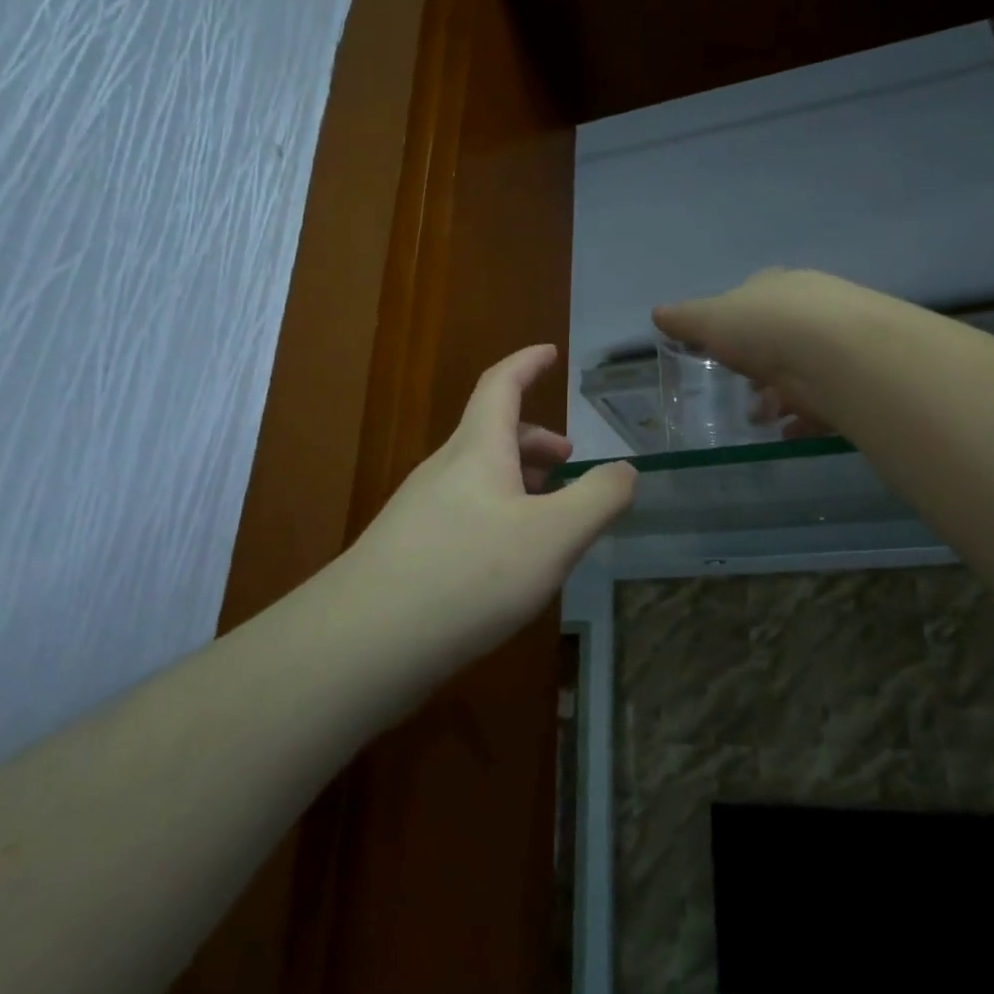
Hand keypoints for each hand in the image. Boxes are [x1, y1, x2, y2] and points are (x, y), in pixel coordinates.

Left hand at [349, 346, 636, 660]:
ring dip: (516, 479)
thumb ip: (598, 499)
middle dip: (534, 439)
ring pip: (476, 476)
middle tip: (568, 462)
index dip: (527, 362)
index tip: (550, 352)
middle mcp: (443, 469)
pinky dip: (495, 514)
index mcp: (477, 449)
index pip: (501, 384)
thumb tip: (626, 470)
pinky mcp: (407, 549)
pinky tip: (506, 559)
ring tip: (546, 513)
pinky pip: (461, 512)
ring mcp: (419, 510)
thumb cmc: (471, 573)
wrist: (367, 641)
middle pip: (491, 434)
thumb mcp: (554, 536)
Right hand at [655, 269, 856, 437]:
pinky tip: (789, 431)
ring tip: (763, 418)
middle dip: (758, 365)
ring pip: (802, 369)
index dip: (734, 324)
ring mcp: (838, 340)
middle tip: (743, 390)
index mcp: (775, 286)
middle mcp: (811, 306)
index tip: (720, 351)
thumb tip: (658, 313)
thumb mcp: (712, 320)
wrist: (838, 354)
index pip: (752, 299)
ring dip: (780, 395)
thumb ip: (685, 320)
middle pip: (778, 337)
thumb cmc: (766, 328)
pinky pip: (825, 399)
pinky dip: (804, 417)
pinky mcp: (856, 377)